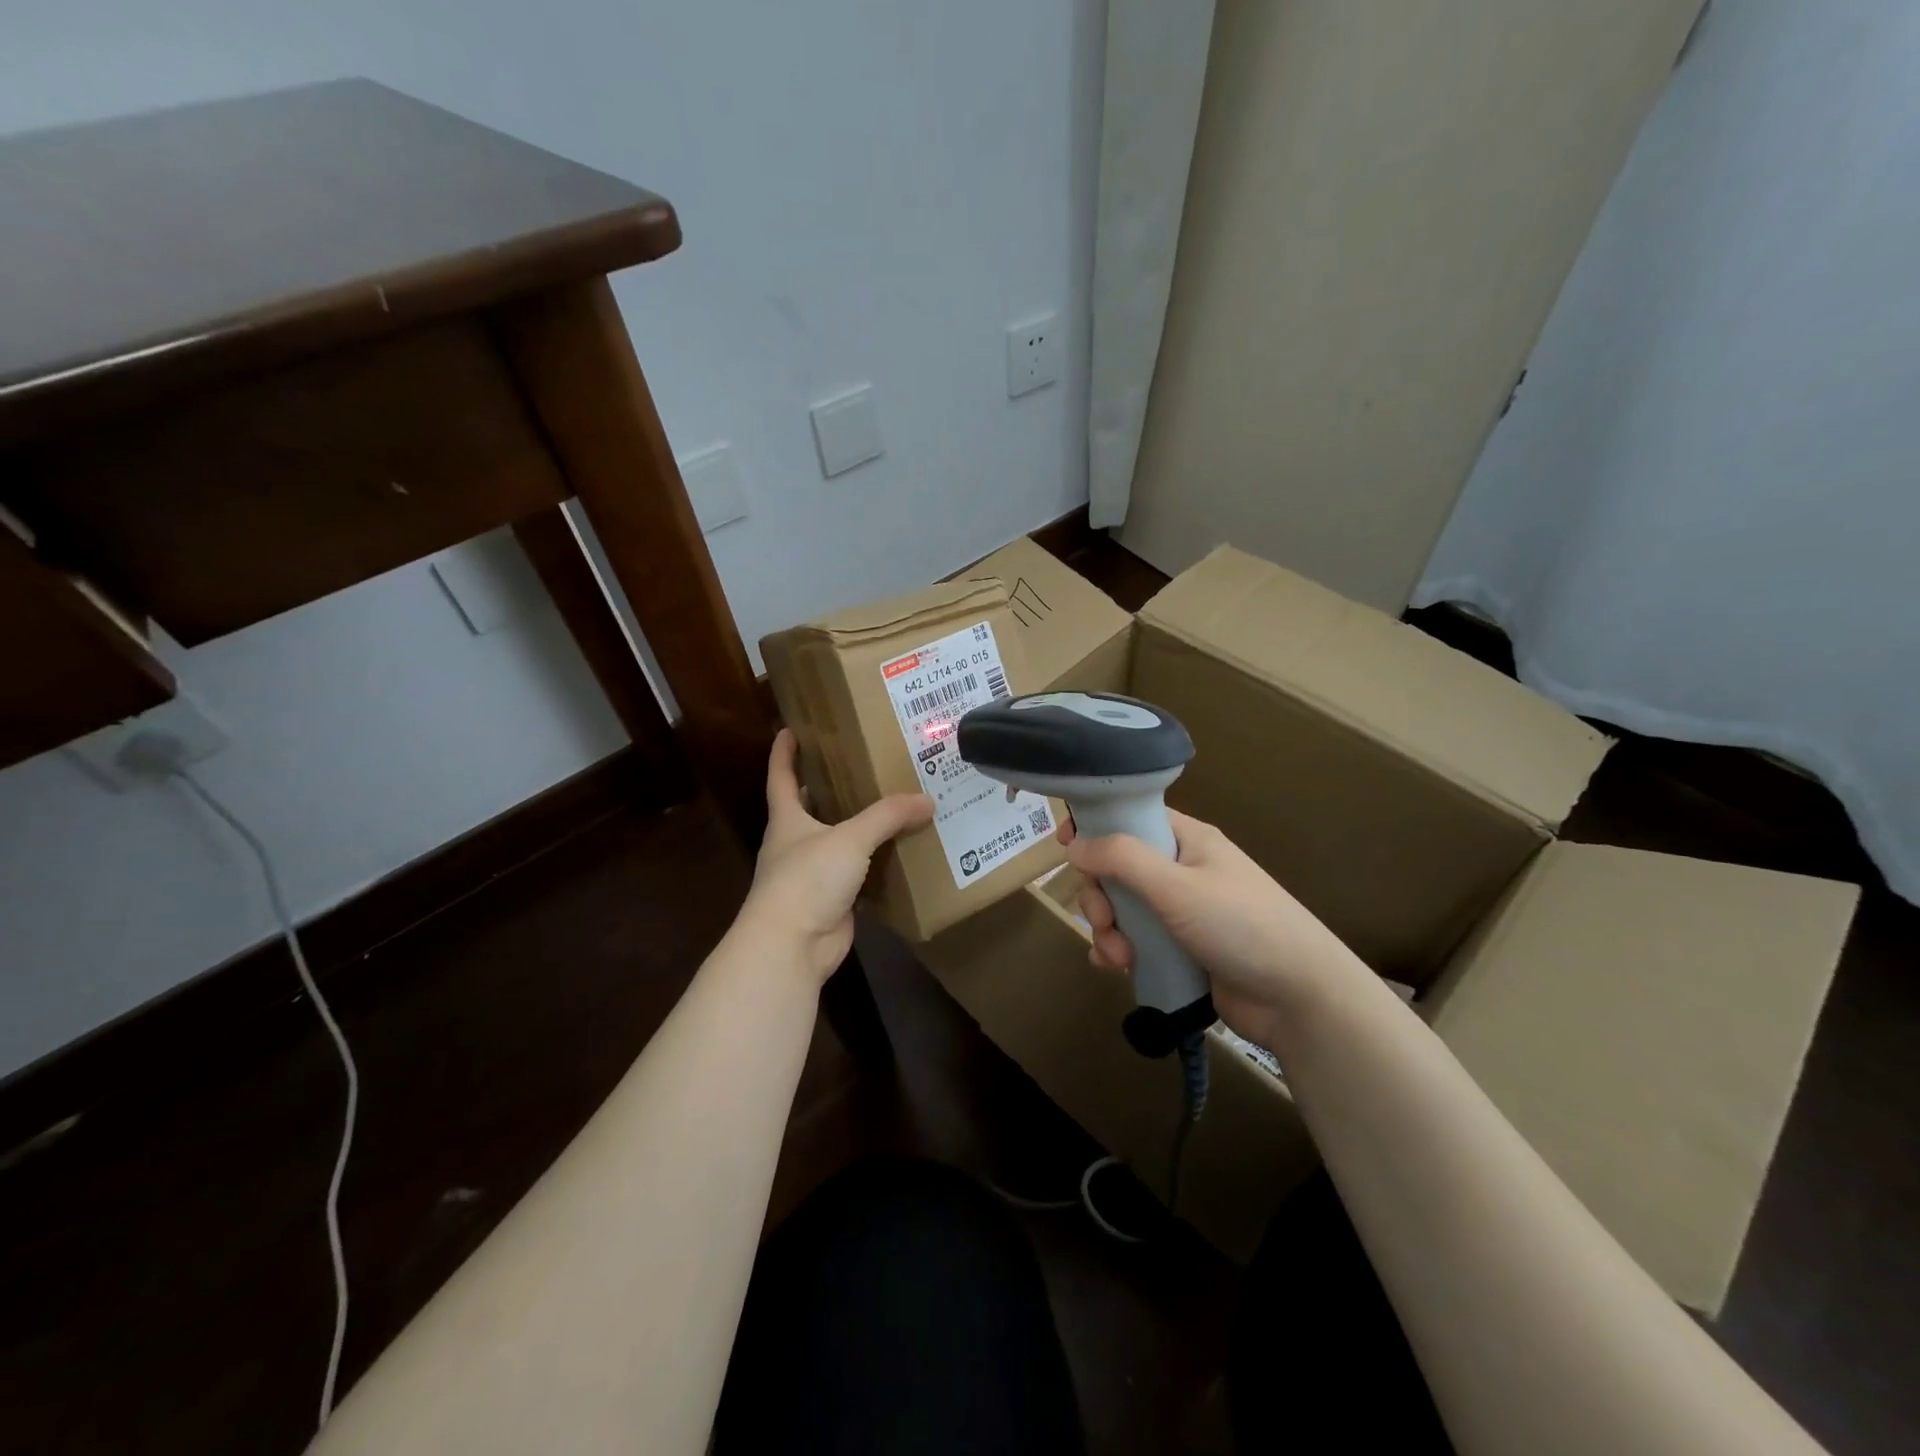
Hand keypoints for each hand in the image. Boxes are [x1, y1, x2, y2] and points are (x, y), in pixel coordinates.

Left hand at [738, 730, 934, 982]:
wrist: (792, 945)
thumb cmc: (808, 879)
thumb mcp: (850, 838)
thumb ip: (888, 816)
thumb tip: (927, 800)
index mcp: (787, 821)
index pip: (781, 778)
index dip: (783, 754)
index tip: (789, 729)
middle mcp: (794, 845)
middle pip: (807, 809)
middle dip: (825, 789)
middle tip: (856, 766)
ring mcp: (810, 877)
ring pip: (835, 844)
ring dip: (855, 829)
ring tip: (888, 806)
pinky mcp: (830, 903)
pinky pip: (856, 876)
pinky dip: (873, 865)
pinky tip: (897, 854)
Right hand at [1061, 808, 1363, 1051]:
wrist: (1299, 997)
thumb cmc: (1241, 925)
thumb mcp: (1177, 885)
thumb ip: (1122, 859)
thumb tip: (1074, 845)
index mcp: (1187, 841)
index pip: (1131, 818)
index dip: (1096, 827)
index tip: (1065, 845)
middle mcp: (1181, 871)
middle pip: (1117, 869)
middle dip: (1100, 896)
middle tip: (1105, 920)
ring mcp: (1180, 913)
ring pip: (1122, 909)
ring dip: (1108, 930)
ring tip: (1117, 957)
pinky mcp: (1179, 950)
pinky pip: (1134, 942)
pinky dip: (1118, 952)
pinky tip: (1115, 968)